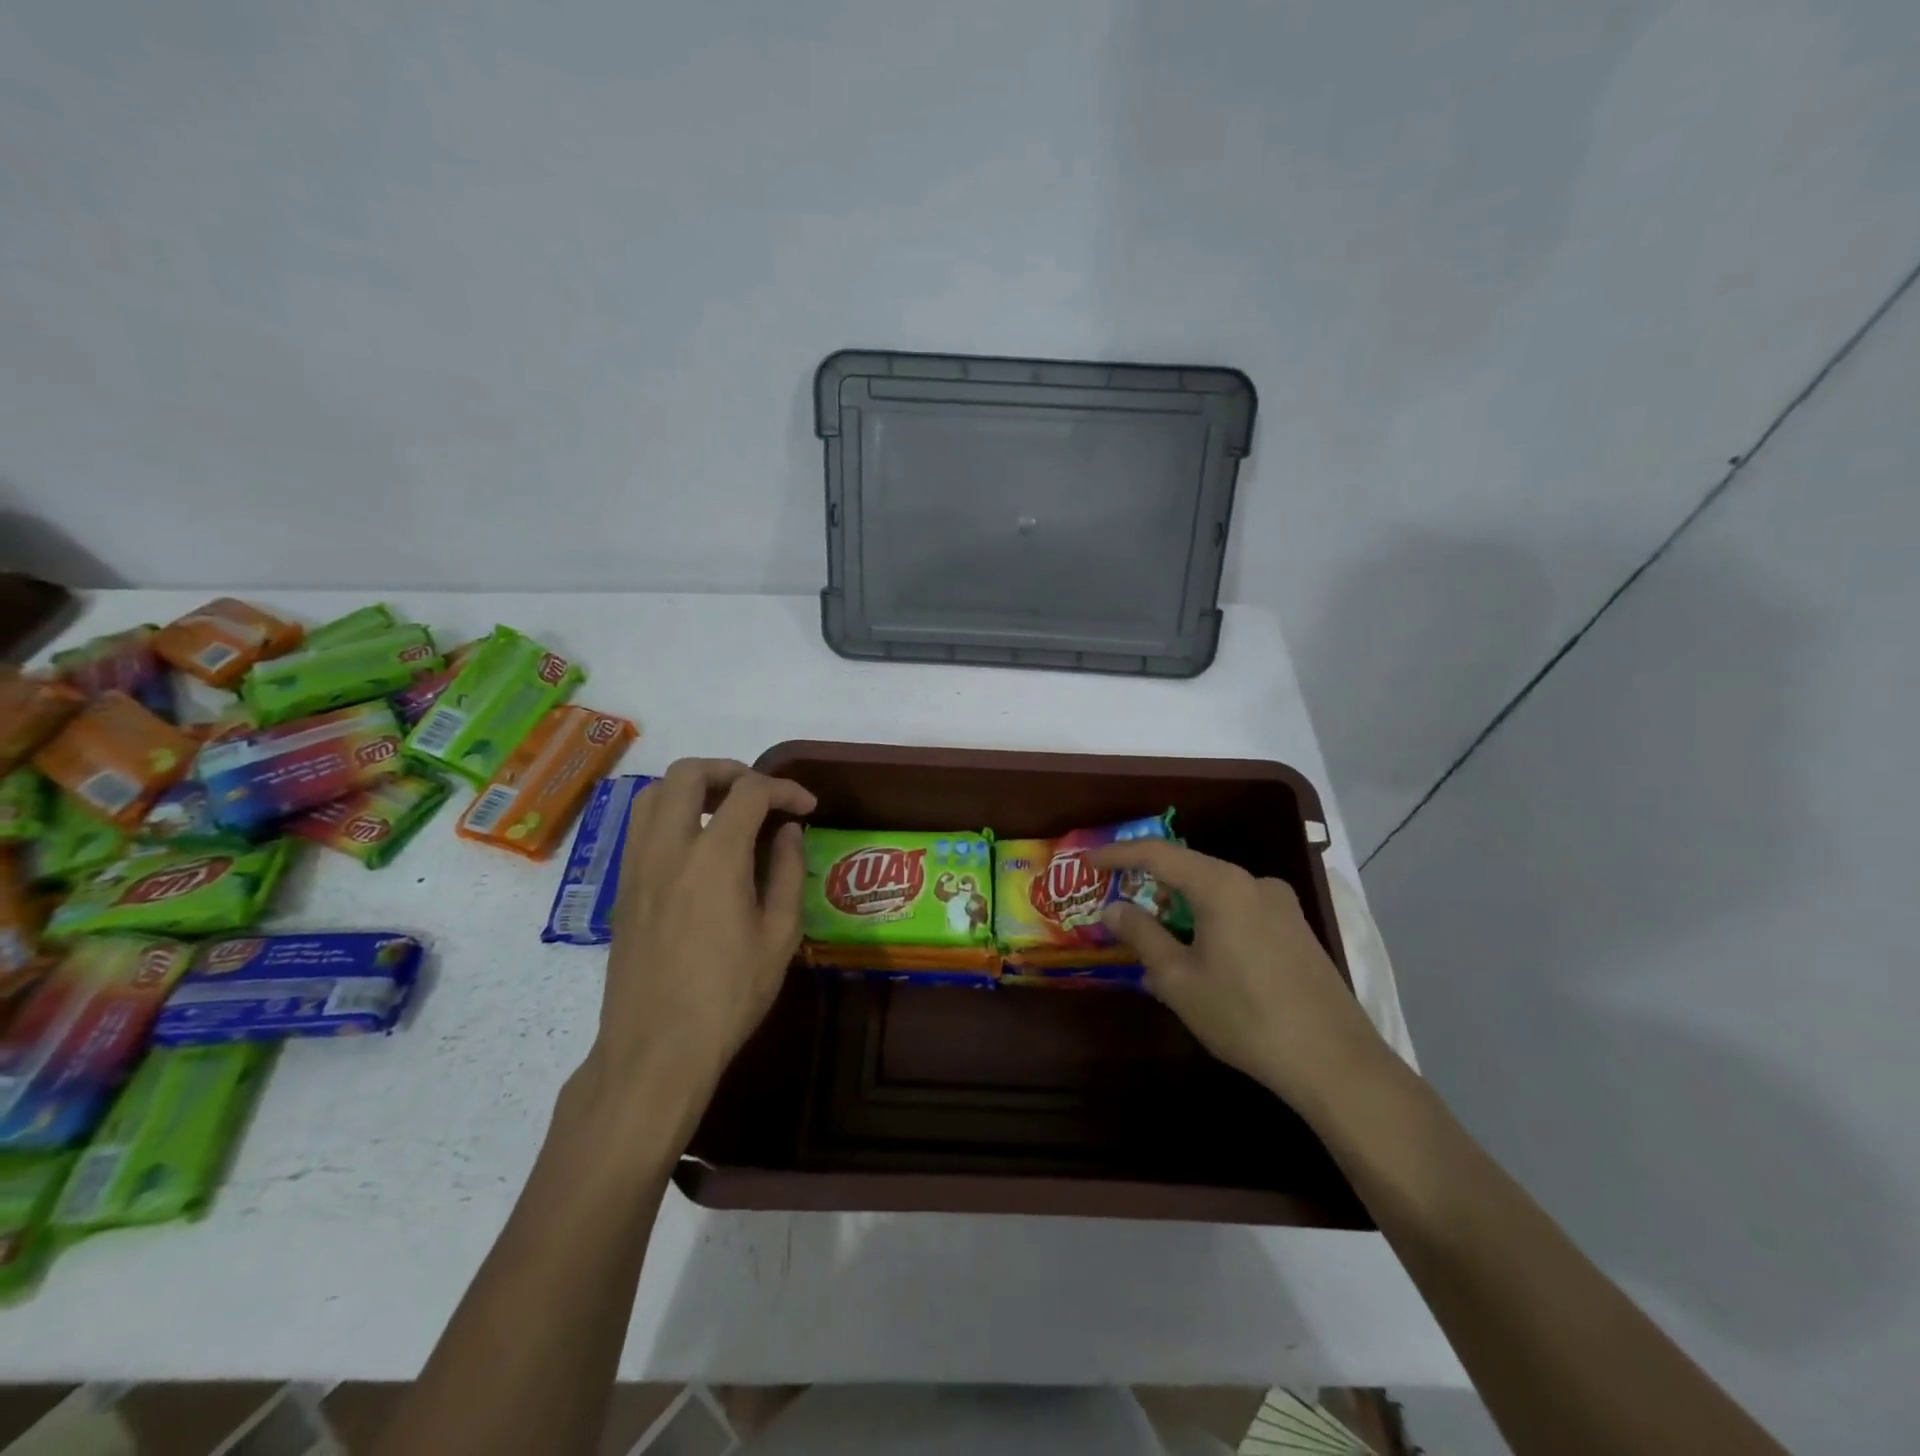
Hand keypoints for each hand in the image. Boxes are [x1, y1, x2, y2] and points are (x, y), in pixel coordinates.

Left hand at [591, 758, 815, 1132]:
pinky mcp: (622, 887)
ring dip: (693, 787)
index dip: (785, 789)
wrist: (656, 1048)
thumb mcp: (779, 936)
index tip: (807, 807)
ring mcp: (637, 865)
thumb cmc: (729, 996)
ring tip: (725, 810)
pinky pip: (641, 825)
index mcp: (715, 857)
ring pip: (654, 792)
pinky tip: (696, 844)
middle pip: (689, 773)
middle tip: (760, 794)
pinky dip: (671, 812)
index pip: (750, 792)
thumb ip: (787, 873)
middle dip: (730, 770)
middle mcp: (669, 847)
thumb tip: (788, 833)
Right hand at [1086, 840, 1386, 1116]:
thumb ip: (1142, 935)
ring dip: (1182, 912)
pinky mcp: (1297, 932)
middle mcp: (1254, 883)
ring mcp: (1282, 907)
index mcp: (1222, 885)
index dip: (1118, 854)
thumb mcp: (1179, 980)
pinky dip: (1211, 925)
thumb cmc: (1245, 1016)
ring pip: (1216, 895)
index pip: (1158, 854)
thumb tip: (1113, 908)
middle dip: (1151, 887)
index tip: (1088, 862)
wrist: (1335, 1062)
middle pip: (1190, 872)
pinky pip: (1240, 914)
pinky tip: (1202, 962)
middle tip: (1120, 909)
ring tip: (1158, 946)